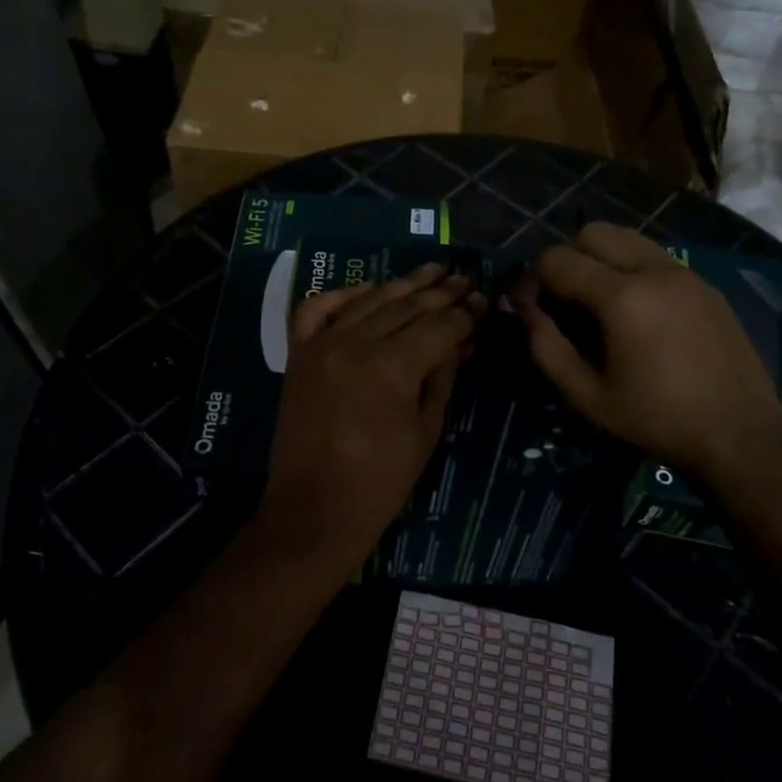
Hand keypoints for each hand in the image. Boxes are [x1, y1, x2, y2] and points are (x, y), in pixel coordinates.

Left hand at [265, 264, 483, 553]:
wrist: (314, 511)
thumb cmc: (381, 482)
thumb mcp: (426, 430)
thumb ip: (443, 376)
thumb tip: (462, 341)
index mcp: (391, 367)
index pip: (439, 326)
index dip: (465, 314)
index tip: (484, 302)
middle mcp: (354, 344)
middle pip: (406, 306)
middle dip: (440, 293)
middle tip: (465, 279)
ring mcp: (321, 346)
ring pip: (368, 300)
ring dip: (402, 284)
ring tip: (431, 271)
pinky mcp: (298, 355)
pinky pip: (316, 309)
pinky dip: (342, 295)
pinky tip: (368, 289)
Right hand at [514, 223, 781, 481]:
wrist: (740, 436)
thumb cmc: (656, 420)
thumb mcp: (587, 396)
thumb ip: (546, 348)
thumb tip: (524, 310)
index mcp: (622, 297)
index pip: (558, 259)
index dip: (533, 279)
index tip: (530, 307)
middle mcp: (654, 270)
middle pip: (593, 232)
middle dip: (568, 258)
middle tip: (566, 301)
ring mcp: (685, 273)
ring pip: (628, 238)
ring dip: (602, 258)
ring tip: (600, 304)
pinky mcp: (705, 284)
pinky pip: (656, 258)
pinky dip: (633, 269)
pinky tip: (639, 314)